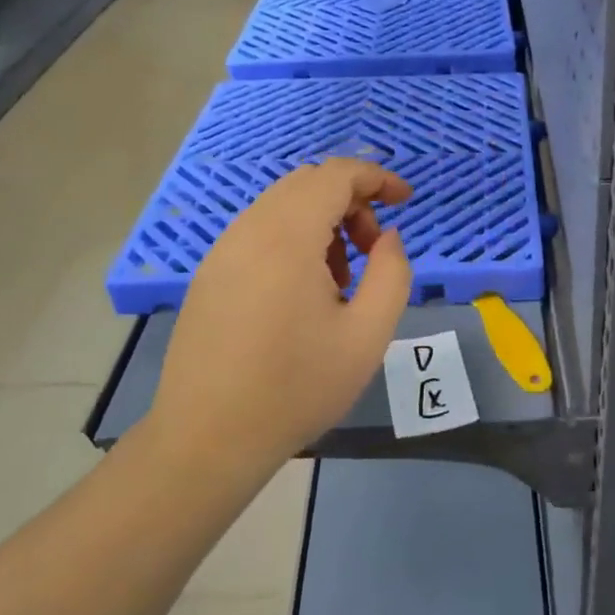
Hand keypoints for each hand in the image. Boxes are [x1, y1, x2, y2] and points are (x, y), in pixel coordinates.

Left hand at [148, 160, 412, 475]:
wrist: (208, 438)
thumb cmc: (297, 388)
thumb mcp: (367, 335)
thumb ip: (392, 274)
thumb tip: (390, 237)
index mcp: (287, 237)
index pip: (335, 175)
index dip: (376, 178)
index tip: (406, 201)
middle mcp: (248, 231)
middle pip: (307, 184)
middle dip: (352, 202)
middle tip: (376, 248)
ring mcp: (222, 252)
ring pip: (282, 207)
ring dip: (323, 222)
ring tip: (343, 279)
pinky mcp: (209, 275)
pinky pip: (259, 232)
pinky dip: (294, 240)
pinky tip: (304, 293)